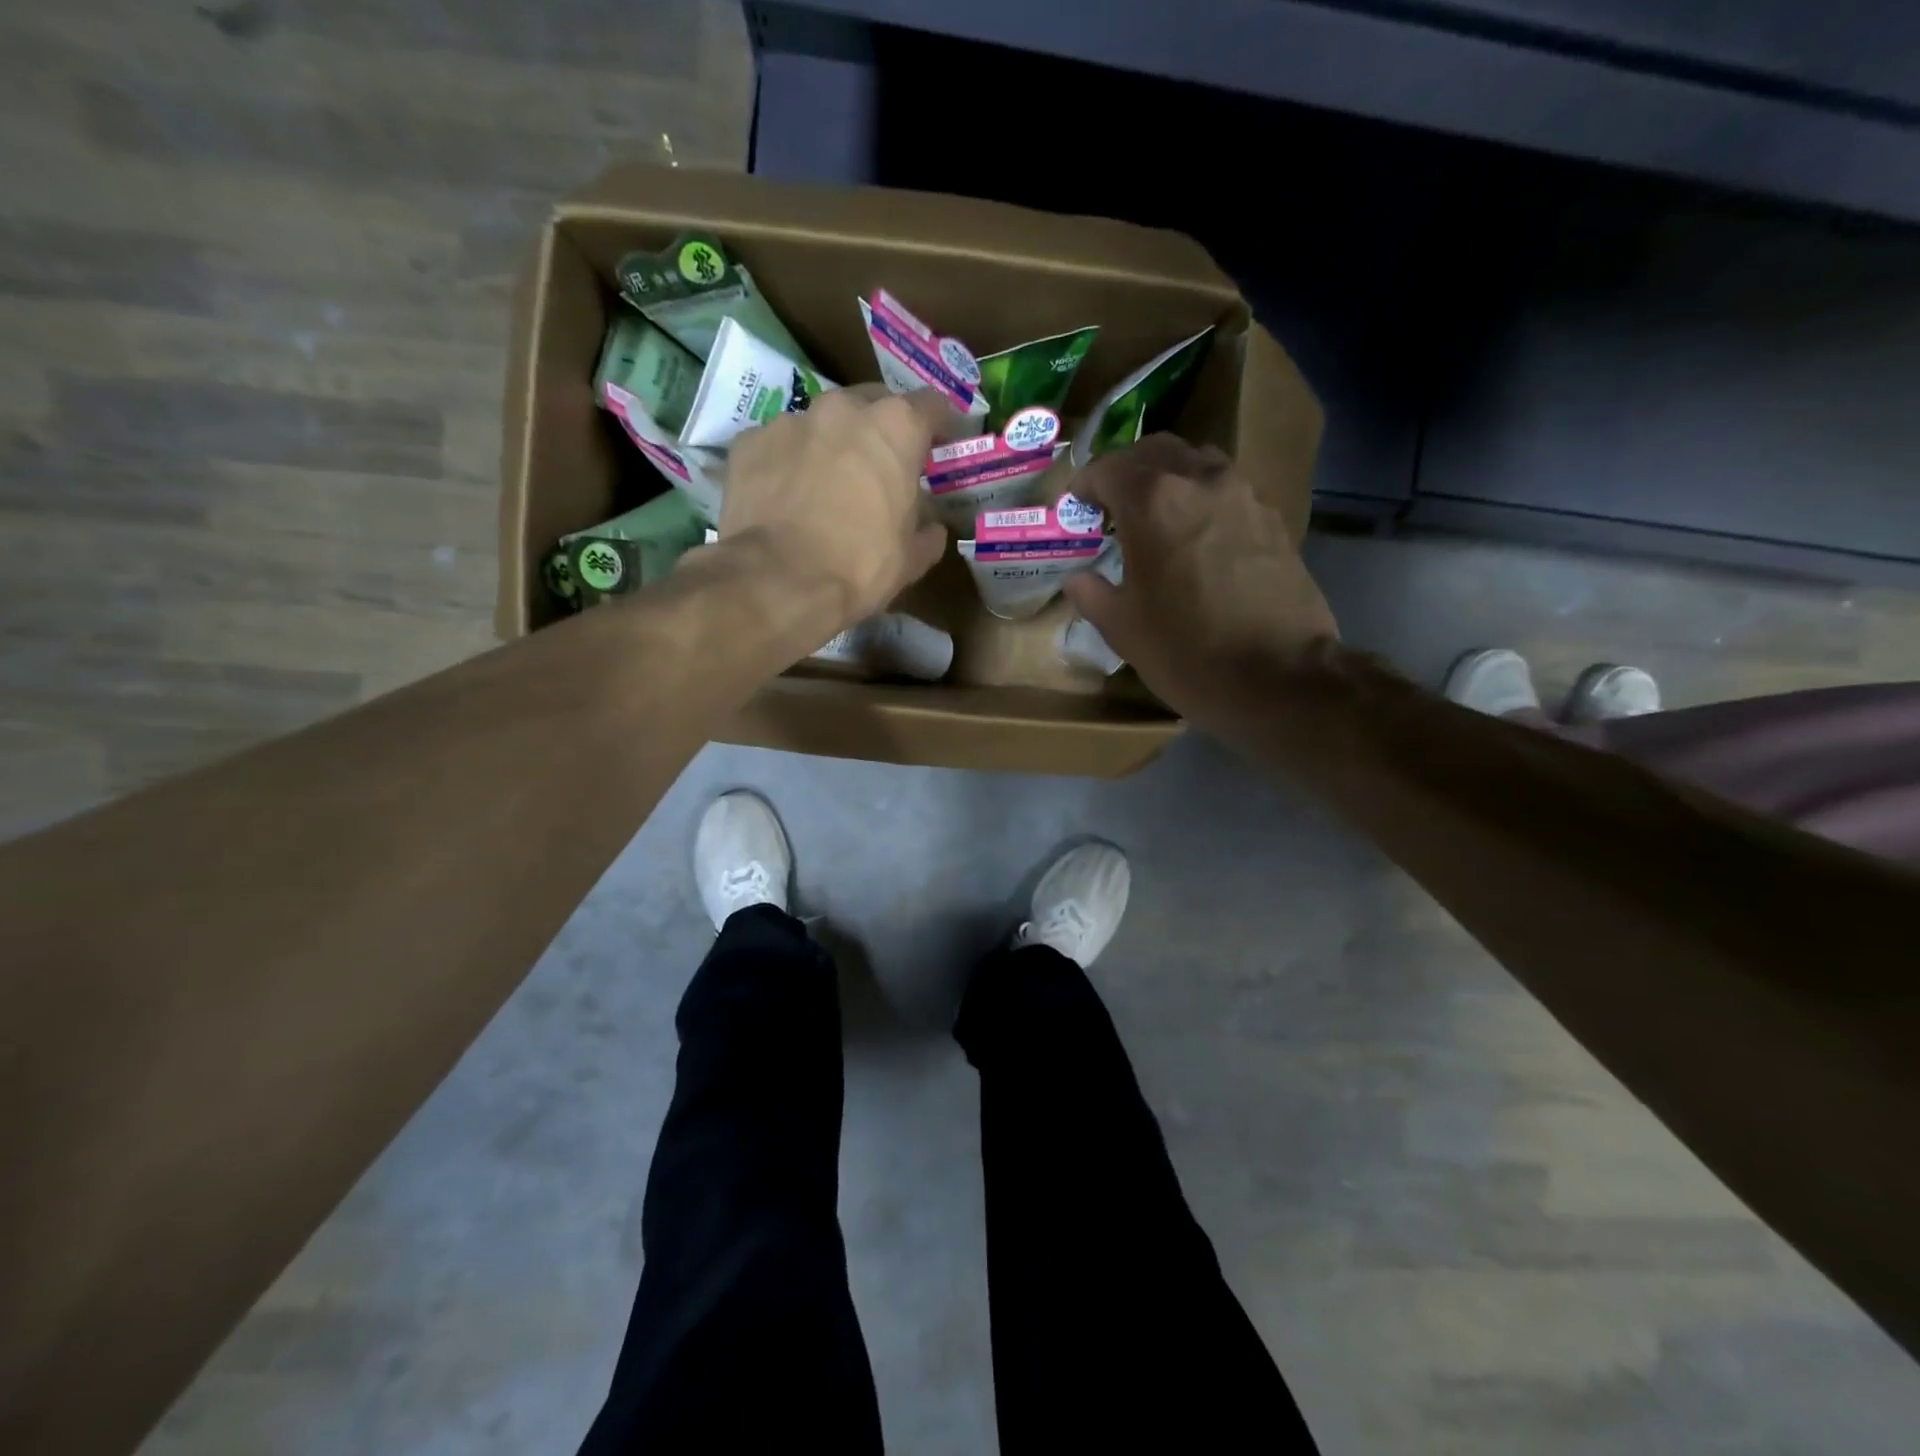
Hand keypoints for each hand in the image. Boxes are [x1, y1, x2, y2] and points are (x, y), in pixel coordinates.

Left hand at [717, 385, 951, 637]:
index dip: (940, 425)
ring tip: (826, 484)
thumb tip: (931, 528)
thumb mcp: (911, 559)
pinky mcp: (750, 442)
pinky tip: (786, 497)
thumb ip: (928, 532)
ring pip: (821, 424)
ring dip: (830, 445)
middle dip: (880, 430)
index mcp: (895, 428)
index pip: (931, 405)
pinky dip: (787, 463)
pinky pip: (779, 445)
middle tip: (880, 466)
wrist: (779, 581)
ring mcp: (791, 420)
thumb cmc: (860, 566)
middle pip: (871, 404)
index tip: (940, 444)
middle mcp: (843, 409)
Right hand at [1062, 434, 1337, 734]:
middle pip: (1155, 451)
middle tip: (1111, 507)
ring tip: (1156, 518)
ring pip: (1197, 462)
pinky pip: (1228, 491)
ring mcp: (1244, 495)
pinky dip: (1202, 500)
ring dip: (1169, 479)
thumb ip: (1092, 593)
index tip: (1076, 510)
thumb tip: (1078, 578)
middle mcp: (1200, 480)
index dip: (1084, 486)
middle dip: (1126, 472)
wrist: (1280, 678)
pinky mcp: (1273, 519)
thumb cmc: (1187, 652)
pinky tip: (1197, 540)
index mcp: (1153, 501)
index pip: (1108, 468)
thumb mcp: (1122, 629)